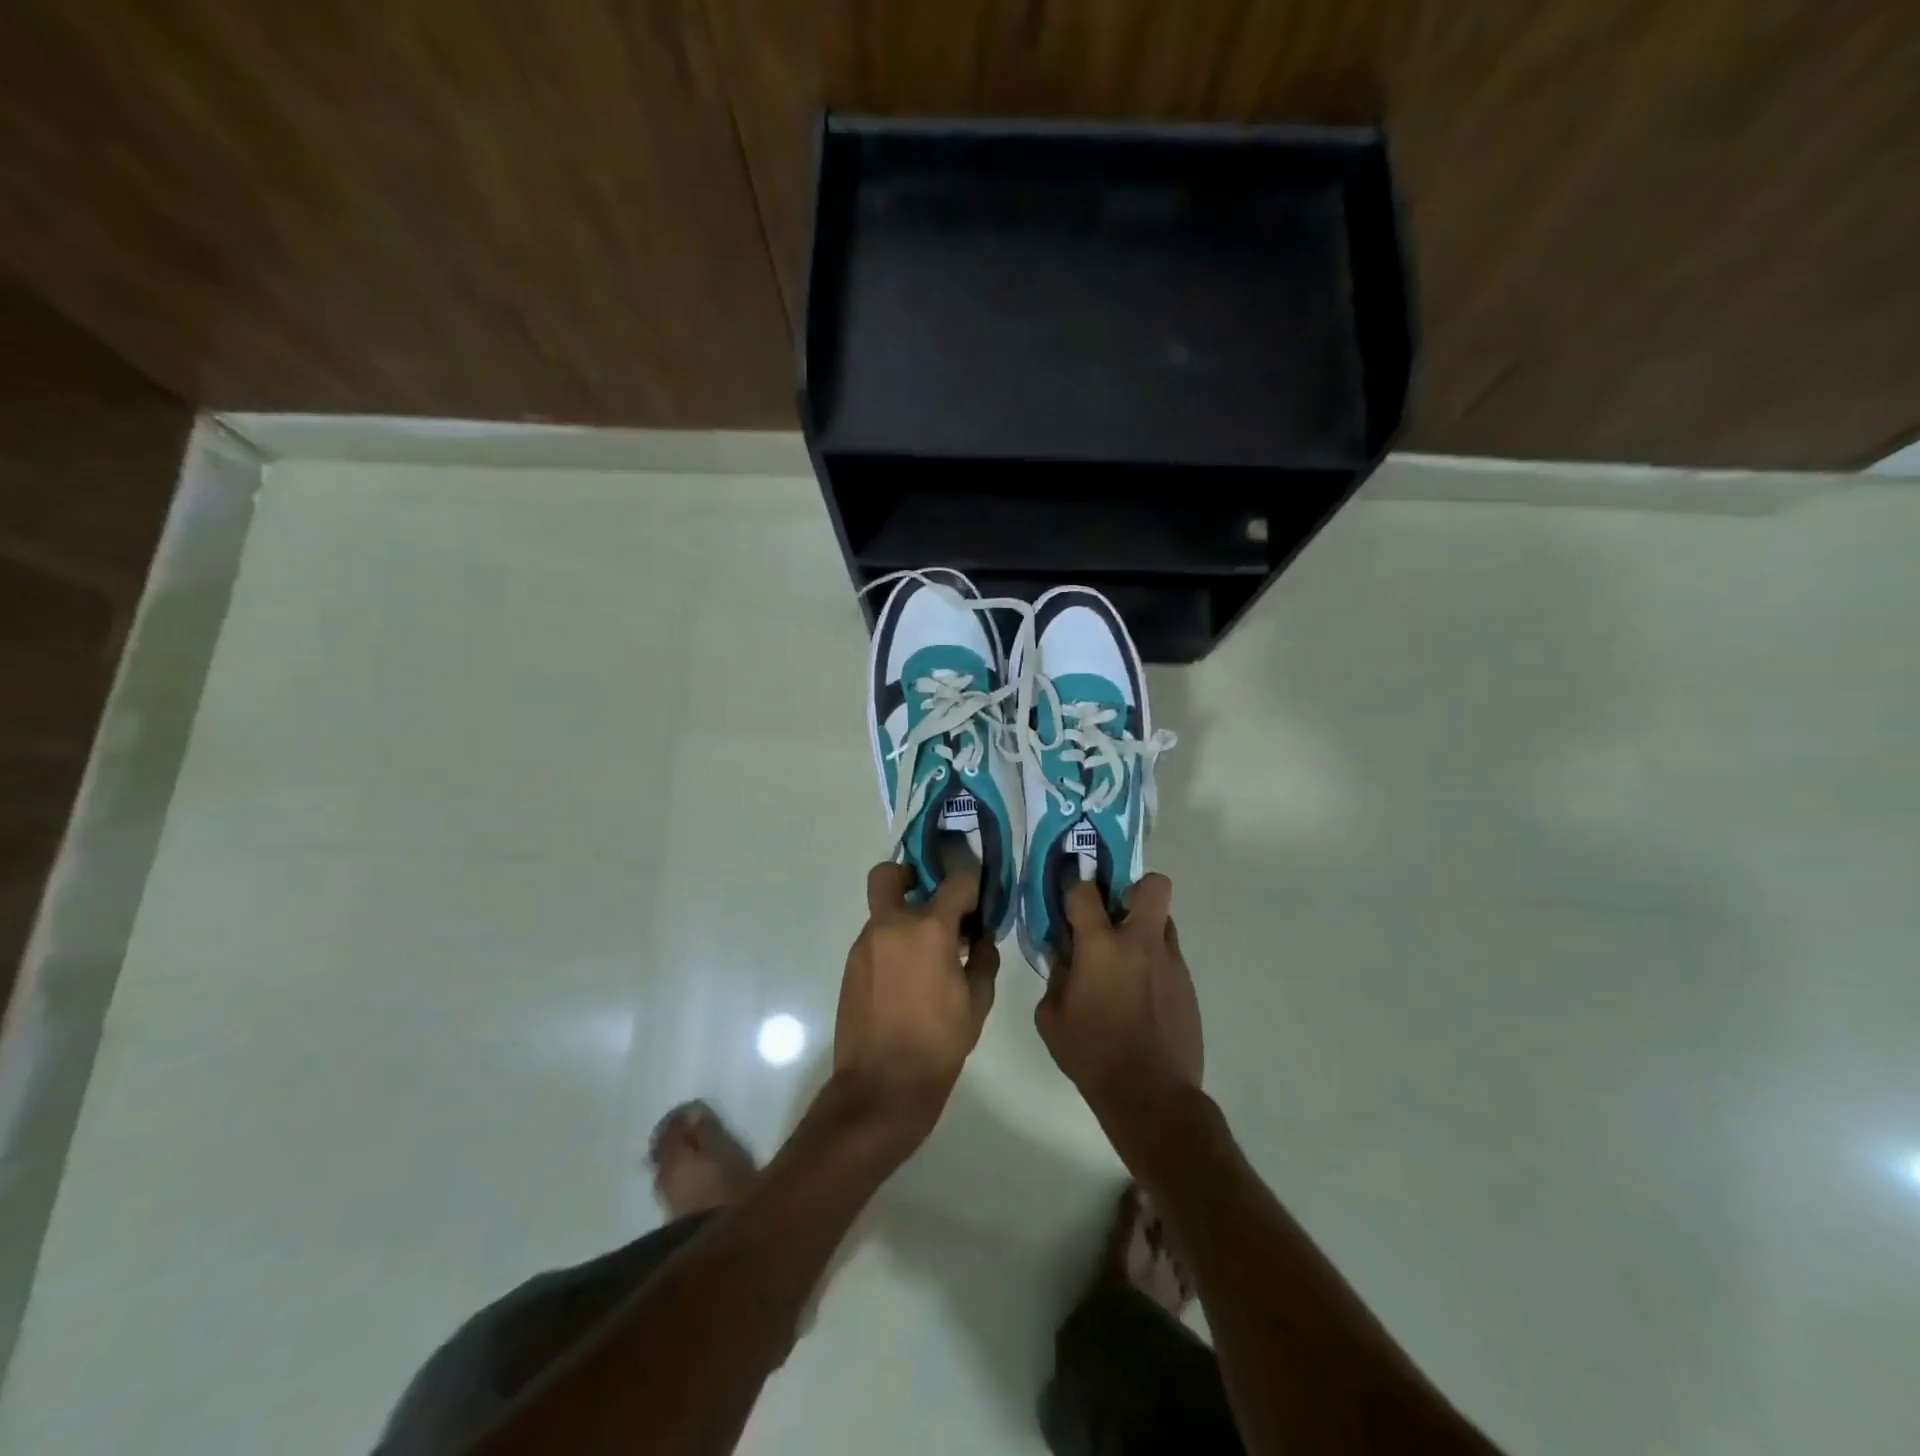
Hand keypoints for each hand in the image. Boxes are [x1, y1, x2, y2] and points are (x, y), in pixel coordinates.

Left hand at [832, 862, 999, 1155]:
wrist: (882, 1087)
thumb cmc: (938, 1043)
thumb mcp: (977, 1002)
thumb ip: (984, 960)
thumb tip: (981, 938)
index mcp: (928, 930)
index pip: (955, 883)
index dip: (971, 886)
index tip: (978, 901)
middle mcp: (891, 926)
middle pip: (890, 874)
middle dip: (911, 875)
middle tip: (933, 900)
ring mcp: (865, 944)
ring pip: (882, 909)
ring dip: (904, 916)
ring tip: (927, 951)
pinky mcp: (851, 965)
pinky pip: (875, 938)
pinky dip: (892, 943)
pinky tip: (908, 975)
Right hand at [1036, 874, 1202, 1142]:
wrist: (1151, 1095)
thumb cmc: (1092, 1054)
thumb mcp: (1052, 1018)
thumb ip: (1056, 978)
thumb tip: (1064, 957)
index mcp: (1100, 946)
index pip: (1086, 891)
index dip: (1075, 887)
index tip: (1070, 899)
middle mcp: (1140, 943)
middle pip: (1153, 886)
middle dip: (1134, 888)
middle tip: (1115, 914)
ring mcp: (1170, 963)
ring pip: (1164, 921)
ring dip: (1144, 929)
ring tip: (1127, 961)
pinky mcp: (1188, 985)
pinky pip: (1170, 957)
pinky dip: (1154, 964)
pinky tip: (1141, 995)